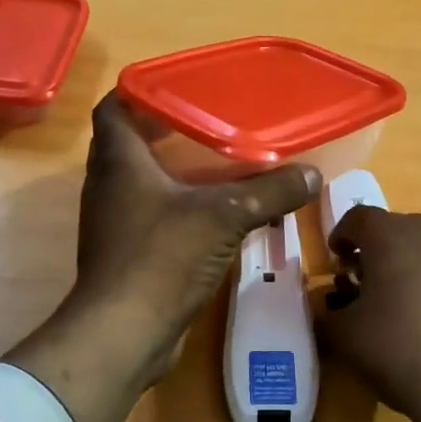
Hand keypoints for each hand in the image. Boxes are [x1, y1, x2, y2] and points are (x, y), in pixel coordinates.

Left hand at [5, 93, 320, 421]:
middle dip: (165, 130)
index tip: (177, 88)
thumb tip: (312, 174)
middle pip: (129, 143)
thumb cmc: (163, 257)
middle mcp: (108, 186)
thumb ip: (270, 191)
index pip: (114, 108)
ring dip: (172, 171)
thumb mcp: (225, 215)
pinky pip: (150, 216)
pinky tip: (212, 214)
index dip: (140, 92)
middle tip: (208, 123)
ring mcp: (112, 223)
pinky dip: (176, 207)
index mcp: (118, 161)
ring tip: (216, 164)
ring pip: (141, 182)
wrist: (124, 333)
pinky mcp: (125, 254)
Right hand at [317, 208, 420, 421]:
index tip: (335, 262)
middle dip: (374, 252)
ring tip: (397, 302)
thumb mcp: (345, 335)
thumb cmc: (399, 348)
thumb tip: (330, 306)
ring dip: (407, 264)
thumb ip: (328, 312)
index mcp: (391, 233)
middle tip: (362, 284)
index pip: (357, 218)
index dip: (340, 237)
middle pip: (394, 229)